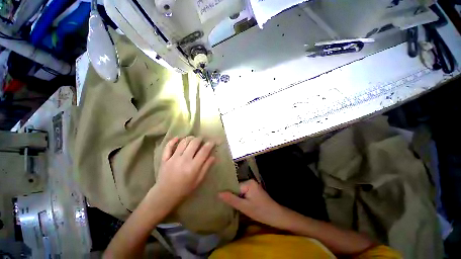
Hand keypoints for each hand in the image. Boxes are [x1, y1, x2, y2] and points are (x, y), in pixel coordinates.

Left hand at [155, 136, 215, 206]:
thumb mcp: (198, 180)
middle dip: (200, 138)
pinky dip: (173, 140)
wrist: (165, 195)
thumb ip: (206, 167)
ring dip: (189, 138)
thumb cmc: (184, 189)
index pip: (204, 150)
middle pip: (194, 143)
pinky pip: (168, 146)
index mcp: (193, 166)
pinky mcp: (165, 159)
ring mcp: (173, 158)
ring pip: (183, 142)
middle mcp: (184, 159)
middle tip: (202, 139)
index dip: (210, 144)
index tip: (212, 141)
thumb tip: (213, 156)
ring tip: (193, 139)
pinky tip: (178, 138)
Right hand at [219, 180, 285, 227]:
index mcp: (248, 183)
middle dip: (232, 196)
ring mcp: (253, 185)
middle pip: (237, 188)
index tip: (222, 201)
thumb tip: (218, 193)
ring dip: (236, 197)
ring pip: (240, 191)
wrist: (276, 216)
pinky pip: (244, 192)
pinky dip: (241, 198)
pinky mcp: (254, 190)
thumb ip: (231, 199)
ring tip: (230, 204)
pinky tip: (238, 203)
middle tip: (225, 204)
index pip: (234, 187)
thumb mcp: (244, 207)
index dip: (229, 194)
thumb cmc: (260, 211)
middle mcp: (250, 181)